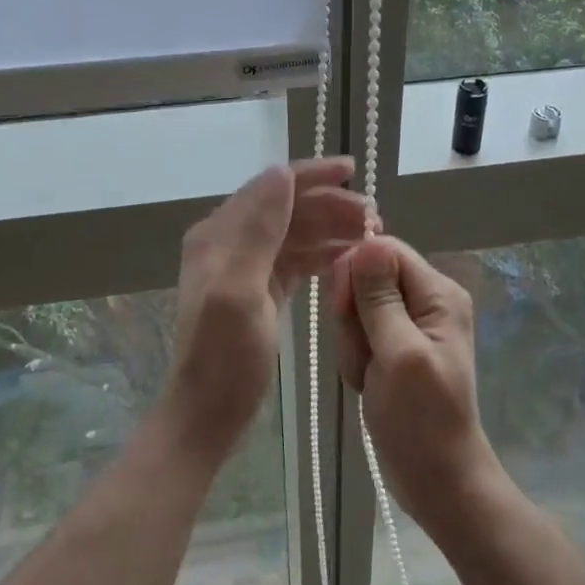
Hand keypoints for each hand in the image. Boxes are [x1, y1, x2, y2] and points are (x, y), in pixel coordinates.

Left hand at [167, 158, 368, 460]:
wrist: (209, 413)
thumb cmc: (225, 356)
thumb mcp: (239, 290)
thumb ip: (258, 230)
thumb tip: (282, 173)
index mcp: (219, 234)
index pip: (270, 188)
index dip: (311, 175)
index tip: (353, 170)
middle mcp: (229, 242)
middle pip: (286, 208)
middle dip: (329, 205)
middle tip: (374, 218)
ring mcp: (245, 267)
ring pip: (295, 233)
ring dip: (331, 228)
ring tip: (371, 235)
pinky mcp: (260, 291)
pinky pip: (296, 260)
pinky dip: (322, 254)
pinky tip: (349, 258)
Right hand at [332, 235, 502, 537]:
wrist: (437, 479)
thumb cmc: (422, 420)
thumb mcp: (399, 354)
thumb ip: (380, 299)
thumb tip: (367, 242)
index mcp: (438, 293)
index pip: (385, 250)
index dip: (357, 272)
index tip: (345, 310)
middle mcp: (426, 300)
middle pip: (368, 278)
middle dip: (354, 316)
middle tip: (366, 355)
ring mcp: (410, 325)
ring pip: (358, 308)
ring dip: (353, 343)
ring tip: (368, 376)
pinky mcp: (394, 347)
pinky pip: (360, 334)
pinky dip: (356, 358)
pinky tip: (367, 384)